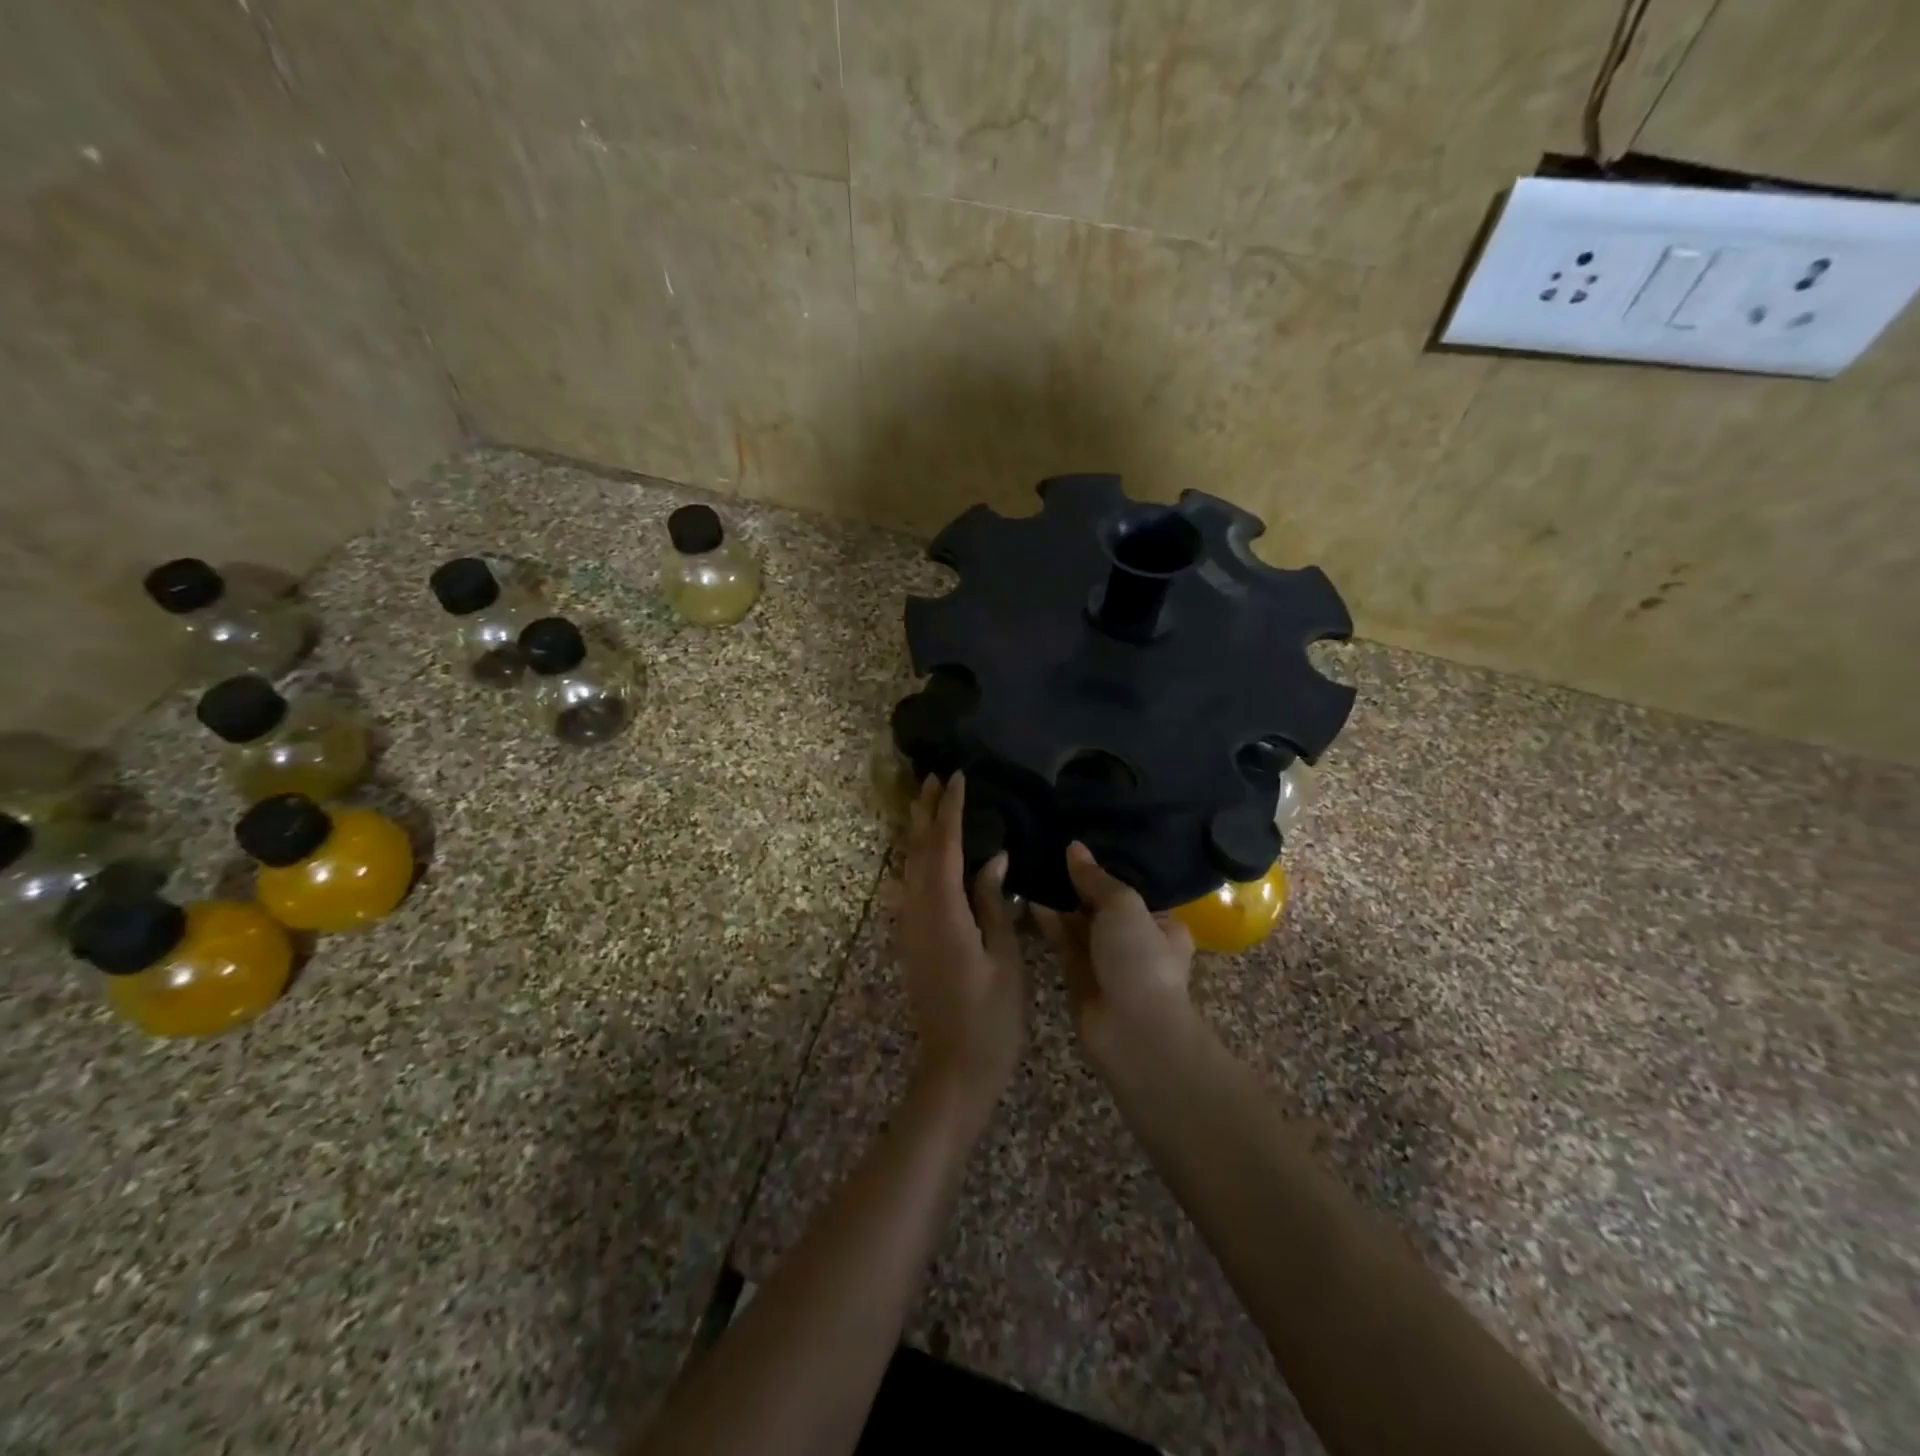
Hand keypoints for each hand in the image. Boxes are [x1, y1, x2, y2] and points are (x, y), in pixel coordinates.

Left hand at [897, 774, 1025, 1121]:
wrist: (953, 1068)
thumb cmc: (990, 1016)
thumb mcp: (1004, 957)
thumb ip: (994, 902)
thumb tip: (993, 857)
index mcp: (943, 912)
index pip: (943, 847)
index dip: (949, 810)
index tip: (956, 776)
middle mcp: (917, 912)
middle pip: (916, 849)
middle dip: (924, 811)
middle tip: (933, 776)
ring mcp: (909, 927)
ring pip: (908, 866)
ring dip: (917, 831)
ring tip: (928, 802)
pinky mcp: (911, 940)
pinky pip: (910, 884)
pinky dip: (917, 857)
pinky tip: (927, 852)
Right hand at [1033, 842, 1196, 1073]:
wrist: (1132, 1031)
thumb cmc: (1140, 959)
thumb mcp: (1123, 906)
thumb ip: (1096, 877)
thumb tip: (1074, 847)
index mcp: (1162, 922)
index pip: (1133, 886)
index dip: (1108, 865)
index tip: (1082, 840)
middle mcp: (1135, 939)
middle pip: (1102, 903)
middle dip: (1080, 881)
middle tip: (1050, 846)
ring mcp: (1106, 959)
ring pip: (1079, 922)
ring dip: (1060, 899)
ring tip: (1034, 864)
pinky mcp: (1078, 974)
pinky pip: (1062, 940)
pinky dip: (1048, 920)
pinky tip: (1028, 896)